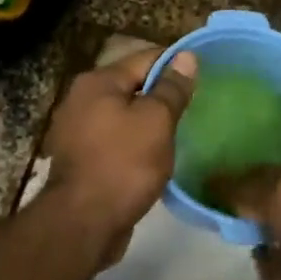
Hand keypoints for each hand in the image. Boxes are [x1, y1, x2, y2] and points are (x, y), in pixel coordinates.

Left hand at [41, 46, 195, 254]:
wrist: (83, 223)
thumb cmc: (123, 164)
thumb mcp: (156, 121)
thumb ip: (171, 88)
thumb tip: (186, 56)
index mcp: (98, 82)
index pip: (145, 58)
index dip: (176, 65)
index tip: (203, 77)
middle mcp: (81, 99)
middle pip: (132, 86)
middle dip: (162, 94)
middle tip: (196, 106)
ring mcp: (77, 131)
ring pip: (124, 115)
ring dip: (149, 121)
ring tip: (181, 131)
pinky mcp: (81, 159)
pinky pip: (115, 140)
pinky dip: (135, 143)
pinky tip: (156, 155)